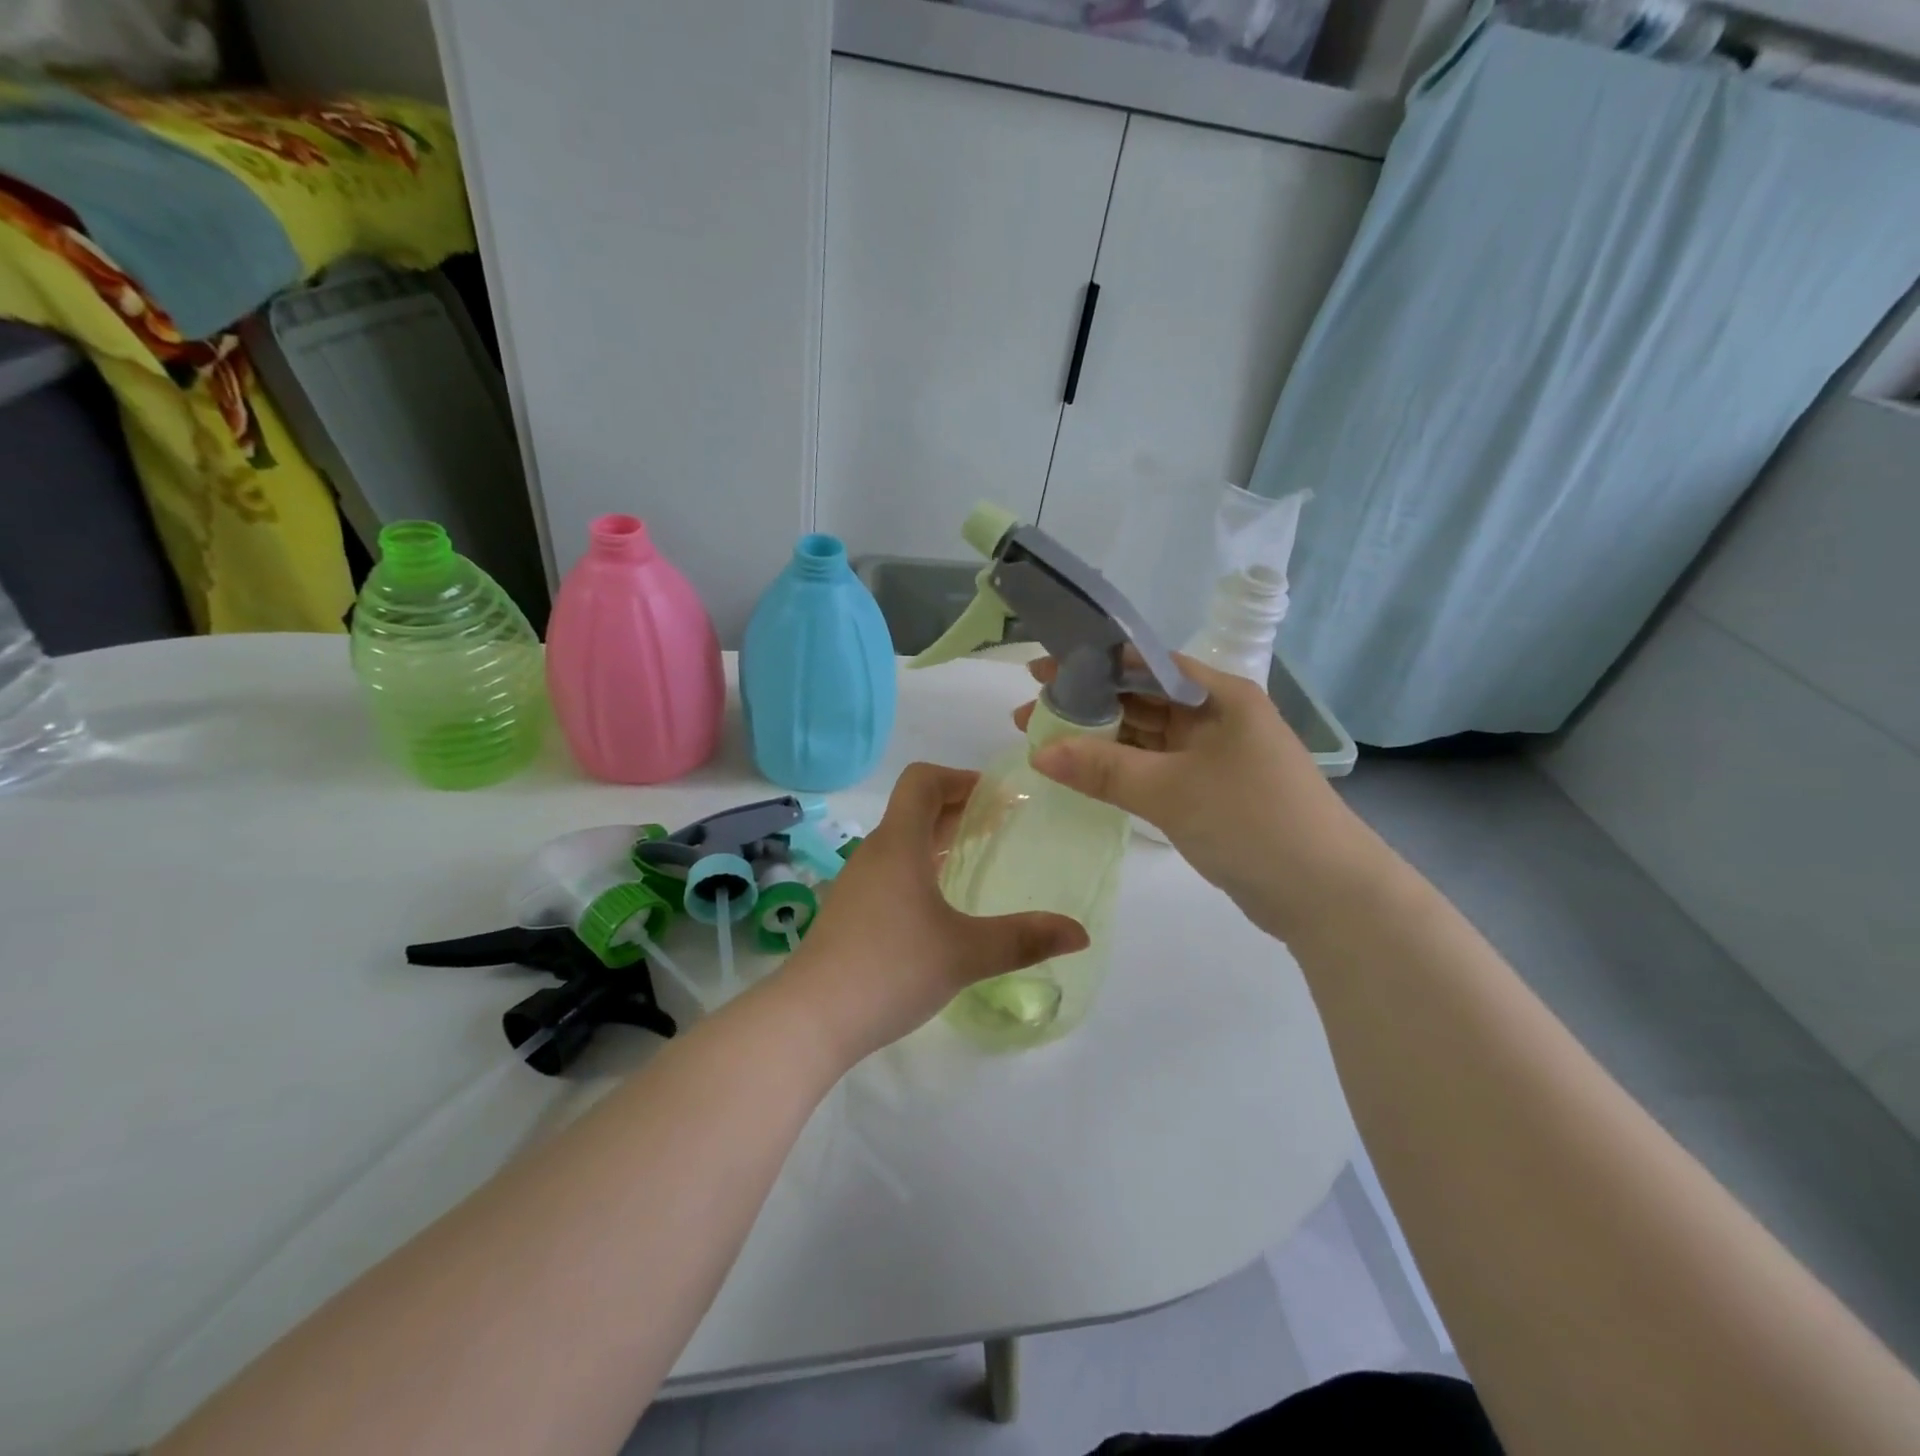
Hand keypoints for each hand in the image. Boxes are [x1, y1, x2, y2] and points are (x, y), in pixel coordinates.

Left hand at [782, 762, 1088, 1062]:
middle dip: (960, 809)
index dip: (960, 778)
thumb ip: (1024, 939)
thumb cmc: (891, 968)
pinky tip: (942, 904)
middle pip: (915, 809)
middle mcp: (875, 853)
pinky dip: (922, 868)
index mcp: (899, 844)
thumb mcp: (965, 953)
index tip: (998, 797)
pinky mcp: (851, 913)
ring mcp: (858, 883)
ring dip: (940, 839)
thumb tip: (1080, 934)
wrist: (811, 1018)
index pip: (923, 781)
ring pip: (903, 842)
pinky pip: (892, 871)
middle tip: (1003, 825)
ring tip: (978, 857)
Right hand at [1014, 655, 1378, 941]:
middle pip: (1141, 698)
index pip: (1145, 663)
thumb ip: (1102, 768)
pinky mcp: (1209, 790)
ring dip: (1100, 738)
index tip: (1043, 672)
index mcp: (1219, 695)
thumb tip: (1038, 752)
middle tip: (1031, 713)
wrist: (1326, 895)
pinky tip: (1084, 771)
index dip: (1092, 663)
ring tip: (1045, 743)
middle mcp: (1216, 716)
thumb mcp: (1171, 790)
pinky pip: (1154, 767)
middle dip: (1087, 704)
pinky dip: (1121, 768)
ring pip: (1145, 735)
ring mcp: (1214, 755)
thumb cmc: (1252, 821)